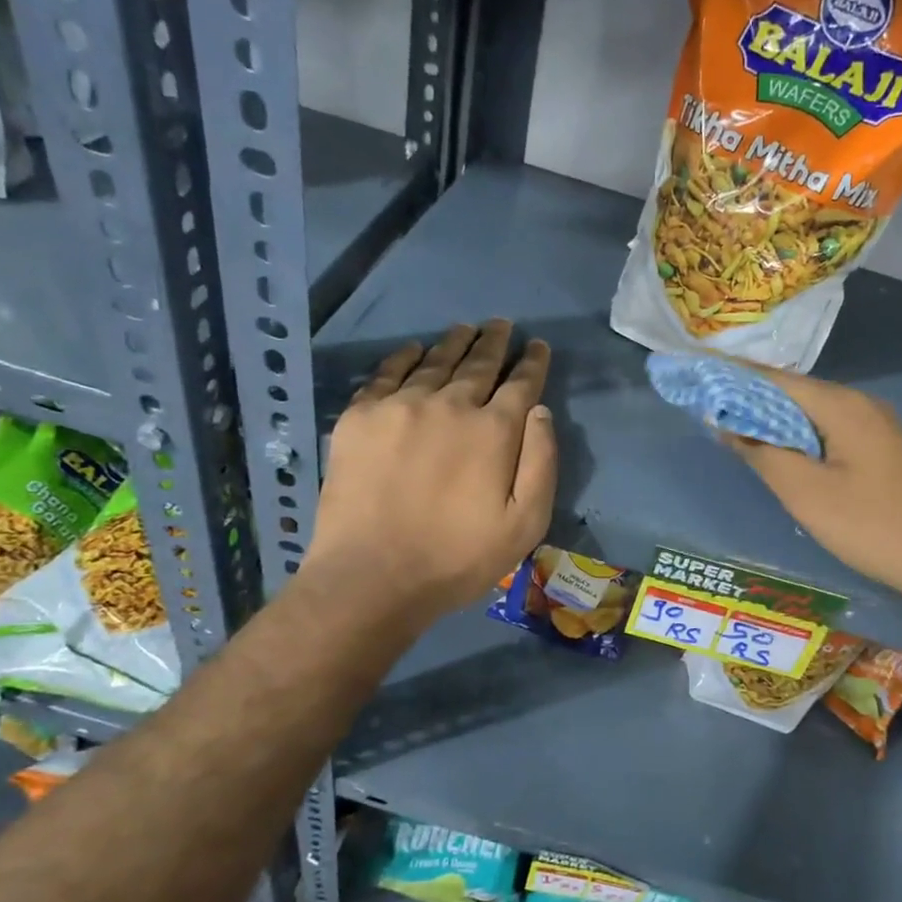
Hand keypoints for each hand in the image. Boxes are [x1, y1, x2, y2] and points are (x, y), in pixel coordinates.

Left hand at [303, 321, 554, 627]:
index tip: (536, 345)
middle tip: (501, 325)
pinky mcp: (360, 417)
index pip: (521, 384)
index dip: (532, 362)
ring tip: (465, 329)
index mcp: (493, 430)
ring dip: (454, 343)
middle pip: (478, 364)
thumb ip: (541, 463)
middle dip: (494, 342)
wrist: (371, 576)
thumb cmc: (457, 558)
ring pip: (434, 361)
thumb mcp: (524, 524)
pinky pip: (386, 373)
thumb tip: (540, 410)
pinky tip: (414, 350)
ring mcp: (400, 406)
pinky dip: (405, 357)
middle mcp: (449, 405)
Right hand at [726, 368, 901, 601]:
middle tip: (709, 408)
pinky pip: (831, 430)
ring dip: (775, 419)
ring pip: (814, 413)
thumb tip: (727, 425)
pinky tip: (783, 452)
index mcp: (842, 405)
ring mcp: (878, 427)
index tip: (698, 379)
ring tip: (736, 430)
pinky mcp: (886, 450)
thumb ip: (763, 454)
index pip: (776, 378)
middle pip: (795, 392)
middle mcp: (861, 404)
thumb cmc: (874, 525)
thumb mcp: (807, 494)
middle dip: (751, 399)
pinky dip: (800, 436)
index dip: (734, 379)